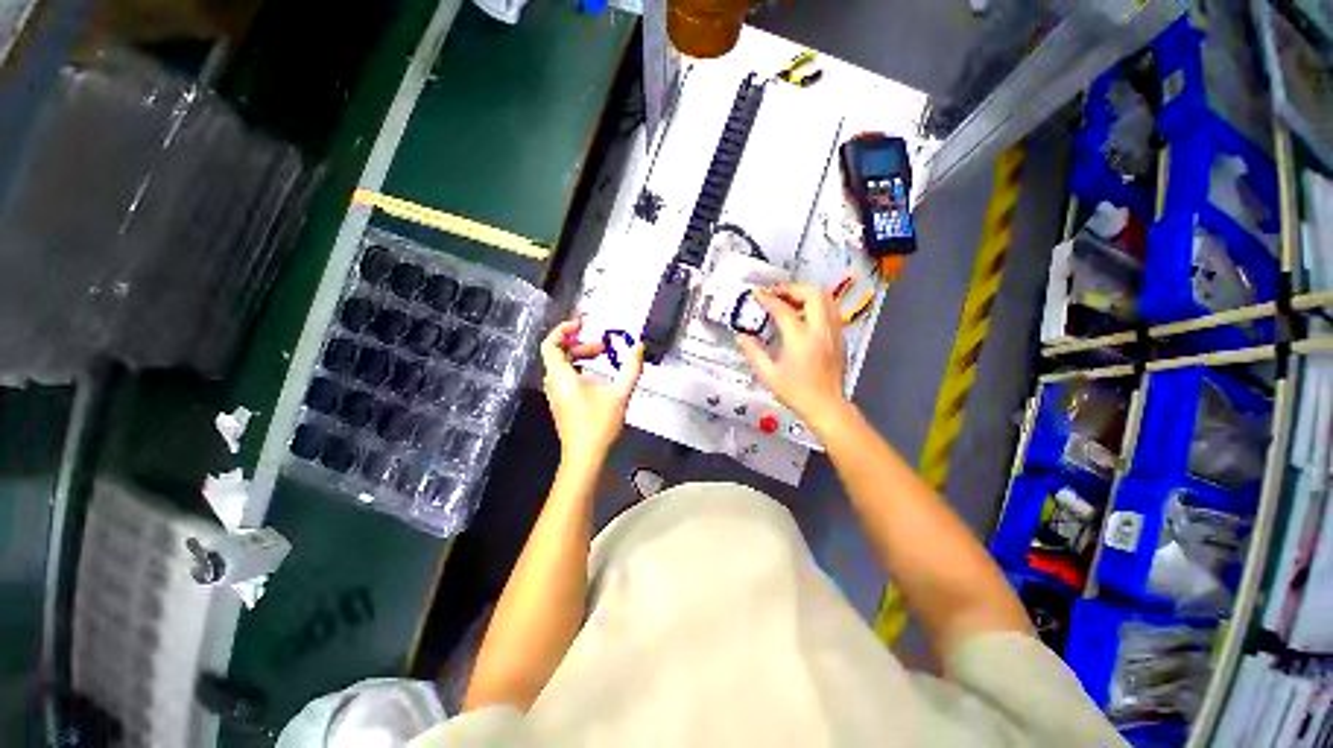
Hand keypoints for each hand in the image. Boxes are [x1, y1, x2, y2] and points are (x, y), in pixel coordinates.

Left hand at [540, 317, 643, 464]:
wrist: (586, 456)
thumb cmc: (599, 424)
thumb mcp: (620, 393)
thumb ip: (631, 368)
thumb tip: (638, 346)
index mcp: (562, 377)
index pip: (551, 344)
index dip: (563, 329)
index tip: (582, 323)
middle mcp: (554, 383)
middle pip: (559, 354)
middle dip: (581, 345)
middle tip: (604, 347)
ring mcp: (556, 395)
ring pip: (562, 366)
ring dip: (581, 358)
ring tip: (602, 359)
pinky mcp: (561, 404)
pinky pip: (565, 378)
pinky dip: (579, 370)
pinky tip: (598, 378)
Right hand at [735, 284, 849, 430]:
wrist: (825, 406)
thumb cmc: (795, 392)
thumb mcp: (768, 374)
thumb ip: (753, 352)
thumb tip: (740, 336)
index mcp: (800, 339)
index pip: (783, 309)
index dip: (768, 298)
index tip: (756, 294)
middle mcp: (820, 330)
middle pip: (812, 294)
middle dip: (792, 288)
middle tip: (775, 293)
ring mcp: (833, 332)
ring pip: (826, 299)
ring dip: (806, 293)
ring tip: (788, 300)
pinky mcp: (839, 337)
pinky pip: (830, 310)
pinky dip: (816, 304)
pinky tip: (803, 314)